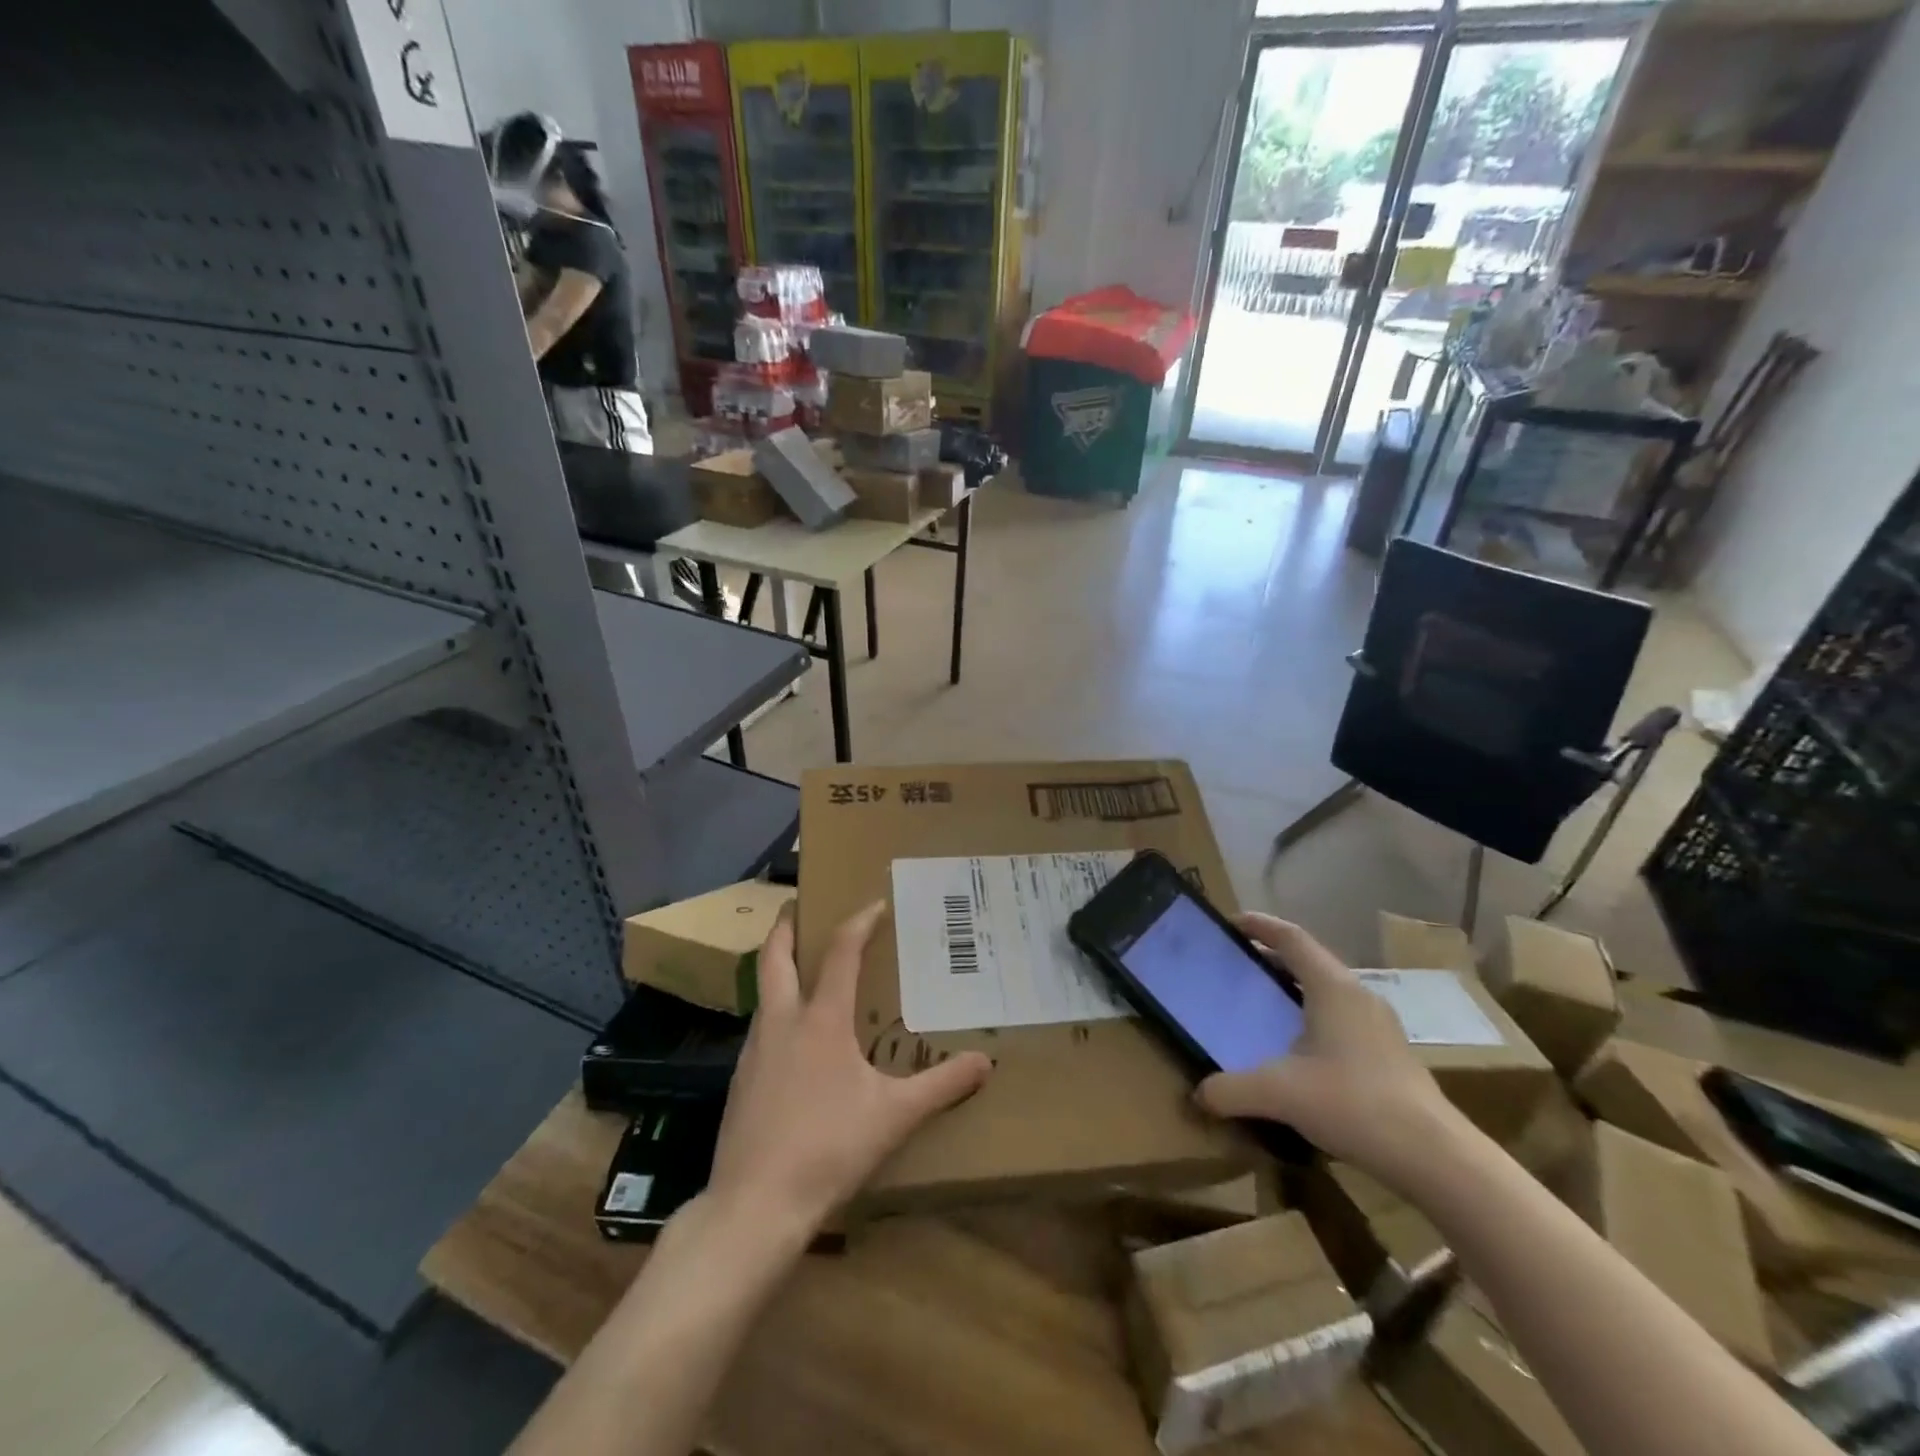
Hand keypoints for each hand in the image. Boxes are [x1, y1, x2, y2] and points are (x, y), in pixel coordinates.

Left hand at [705, 900, 991, 1238]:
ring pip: (763, 992)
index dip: (858, 922)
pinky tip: (793, 1041)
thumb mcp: (894, 1116)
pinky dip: (775, 1012)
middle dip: (785, 926)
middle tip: (797, 906)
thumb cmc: (828, 1148)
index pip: (840, 952)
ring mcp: (754, 1052)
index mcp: (821, 1019)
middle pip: (774, 957)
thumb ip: (942, 1086)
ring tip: (802, 971)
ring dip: (778, 969)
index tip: (874, 903)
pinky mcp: (740, 1082)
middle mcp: (782, 1023)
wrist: (754, 1206)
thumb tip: (985, 1063)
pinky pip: (760, 1029)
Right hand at [1195, 914, 1466, 1187]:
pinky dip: (1314, 1017)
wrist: (1435, 1158)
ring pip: (1329, 991)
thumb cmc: (1354, 1104)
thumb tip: (1199, 1095)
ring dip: (1295, 990)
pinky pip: (1343, 1018)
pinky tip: (1300, 1051)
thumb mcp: (1279, 1094)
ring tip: (1265, 1006)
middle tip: (1239, 966)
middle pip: (1310, 961)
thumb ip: (1231, 1090)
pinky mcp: (1391, 1055)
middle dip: (1273, 958)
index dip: (1260, 925)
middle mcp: (1359, 996)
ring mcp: (1381, 1026)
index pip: (1292, 938)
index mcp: (1333, 988)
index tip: (1231, 924)